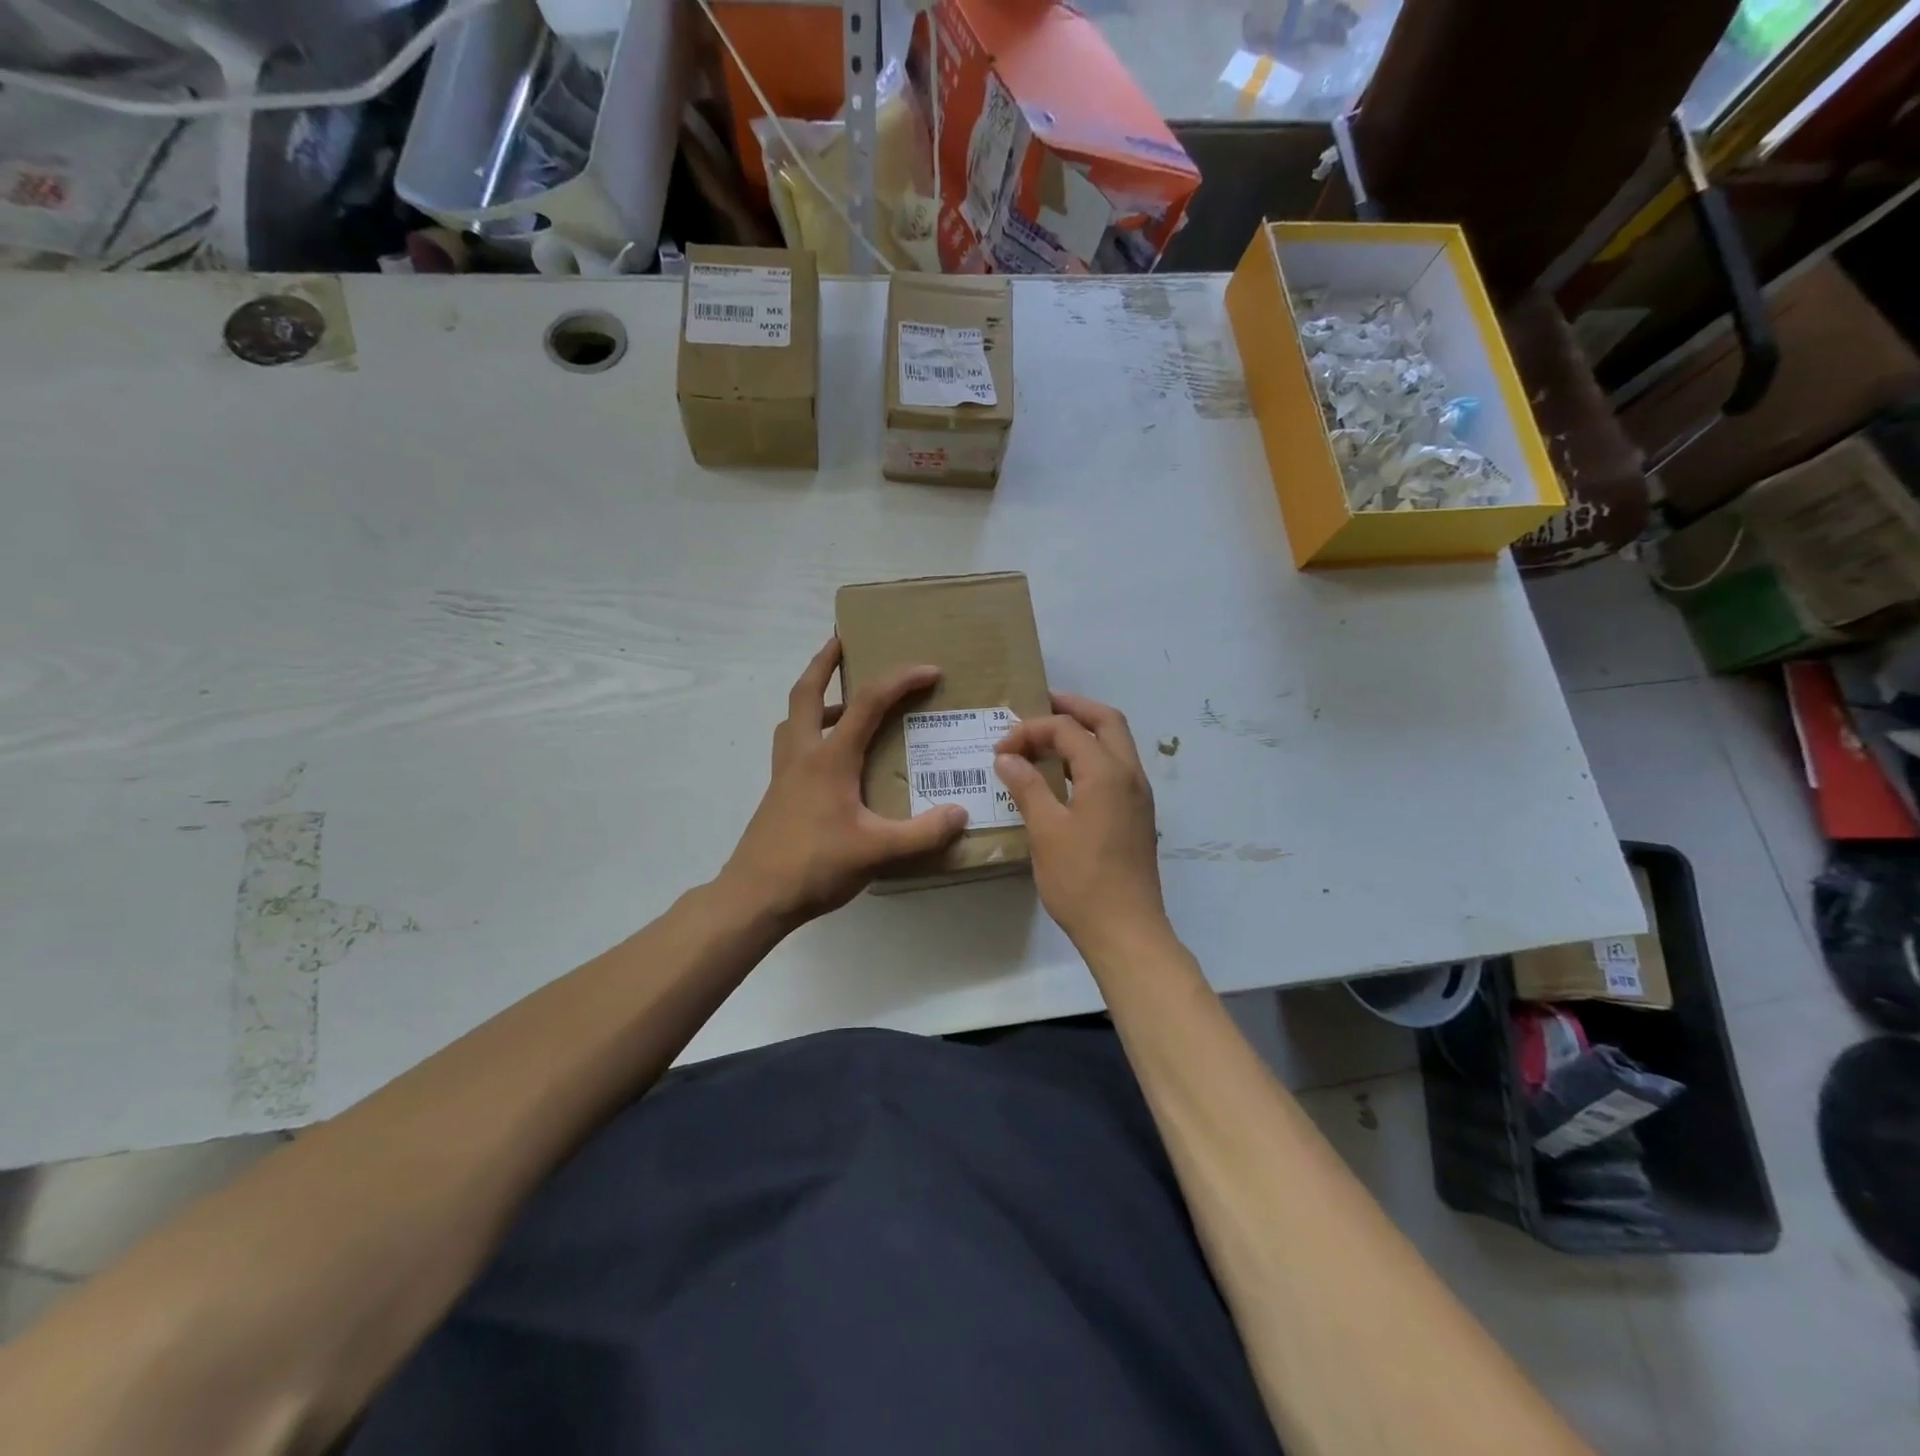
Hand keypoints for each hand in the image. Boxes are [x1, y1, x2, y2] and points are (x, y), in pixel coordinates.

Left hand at [720, 638, 968, 923]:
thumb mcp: (878, 851)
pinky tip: (832, 757)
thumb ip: (923, 833)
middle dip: (825, 662)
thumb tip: (961, 814)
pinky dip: (810, 731)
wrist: (755, 896)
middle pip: (807, 692)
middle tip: (842, 640)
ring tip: (844, 700)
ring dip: (815, 696)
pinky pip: (793, 745)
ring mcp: (785, 773)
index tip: (930, 671)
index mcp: (830, 758)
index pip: (868, 702)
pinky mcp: (778, 793)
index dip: (900, 680)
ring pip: (794, 717)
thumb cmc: (815, 866)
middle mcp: (803, 754)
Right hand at [994, 692, 1170, 956]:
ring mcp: (1138, 795)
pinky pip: (1117, 767)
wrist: (1125, 929)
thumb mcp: (1045, 830)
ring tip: (1049, 736)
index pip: (1067, 730)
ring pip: (1117, 743)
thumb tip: (1007, 757)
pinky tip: (1066, 774)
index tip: (1000, 750)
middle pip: (1106, 721)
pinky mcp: (1137, 815)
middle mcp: (1130, 774)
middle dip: (1073, 708)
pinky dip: (1093, 756)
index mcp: (1106, 772)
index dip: (1031, 731)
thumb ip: (1027, 786)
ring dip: (1085, 731)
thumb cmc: (1081, 879)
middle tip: (1040, 706)